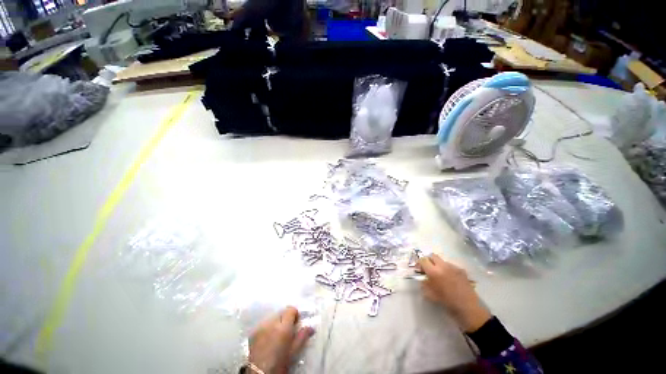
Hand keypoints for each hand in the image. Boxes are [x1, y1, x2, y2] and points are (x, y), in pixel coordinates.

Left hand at [248, 306, 314, 373]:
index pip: (290, 309)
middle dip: (285, 319)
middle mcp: (271, 323)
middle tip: (287, 331)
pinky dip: (268, 327)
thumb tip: (311, 327)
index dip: (295, 315)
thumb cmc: (280, 363)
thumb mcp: (294, 351)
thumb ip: (303, 336)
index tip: (296, 324)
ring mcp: (261, 326)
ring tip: (277, 335)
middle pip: (281, 312)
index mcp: (283, 328)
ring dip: (277, 322)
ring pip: (273, 317)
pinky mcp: (253, 331)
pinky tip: (268, 338)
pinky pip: (264, 323)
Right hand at [417, 254, 490, 332]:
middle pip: (432, 256)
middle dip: (428, 261)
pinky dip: (447, 270)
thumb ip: (424, 284)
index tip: (419, 270)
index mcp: (434, 272)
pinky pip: (451, 266)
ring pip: (442, 261)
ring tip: (440, 275)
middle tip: (428, 270)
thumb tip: (423, 279)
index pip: (423, 260)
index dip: (419, 263)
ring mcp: (453, 267)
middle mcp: (443, 266)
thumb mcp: (431, 295)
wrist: (469, 309)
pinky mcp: (462, 270)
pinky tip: (450, 279)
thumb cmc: (448, 303)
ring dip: (438, 265)